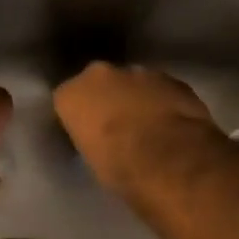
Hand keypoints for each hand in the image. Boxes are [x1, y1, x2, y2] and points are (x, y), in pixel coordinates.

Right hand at [53, 62, 219, 197]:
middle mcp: (100, 75)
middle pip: (99, 85)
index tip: (87, 135)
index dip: (78, 119)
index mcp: (71, 95)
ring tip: (147, 127)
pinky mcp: (171, 78)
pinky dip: (162, 102)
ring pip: (131, 83)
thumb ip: (90, 139)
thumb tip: (100, 141)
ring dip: (135, 99)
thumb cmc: (120, 167)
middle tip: (116, 128)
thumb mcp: (91, 160)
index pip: (66, 102)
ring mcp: (138, 72)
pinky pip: (160, 89)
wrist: (171, 158)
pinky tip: (170, 124)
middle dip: (106, 100)